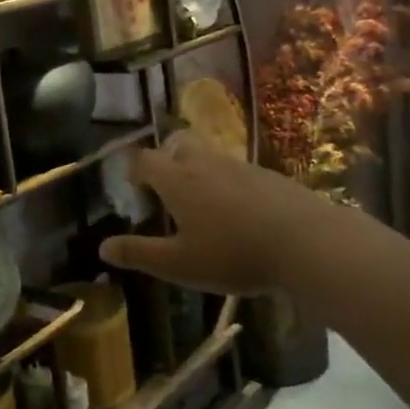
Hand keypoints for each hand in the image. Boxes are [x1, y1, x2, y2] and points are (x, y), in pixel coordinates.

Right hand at [99, 131, 350, 294]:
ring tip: (202, 204)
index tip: (134, 189)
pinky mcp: (269, 176)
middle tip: (167, 188)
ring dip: (198, 170)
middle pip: (179, 144)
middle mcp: (205, 163)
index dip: (134, 170)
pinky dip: (228, 182)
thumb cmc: (233, 254)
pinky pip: (237, 170)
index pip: (145, 160)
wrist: (306, 242)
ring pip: (209, 155)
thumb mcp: (179, 264)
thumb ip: (139, 254)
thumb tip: (102, 247)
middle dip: (167, 158)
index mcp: (177, 180)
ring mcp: (240, 166)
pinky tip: (239, 213)